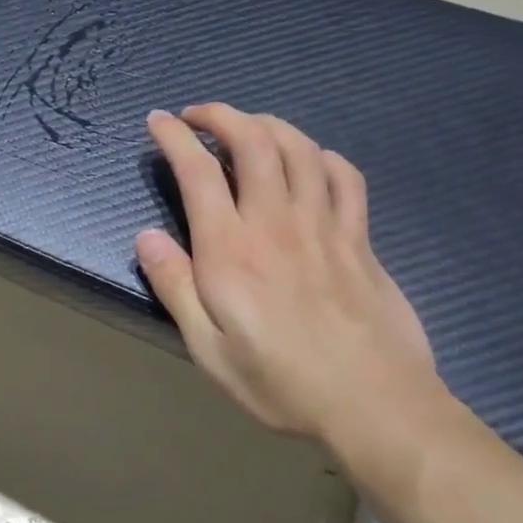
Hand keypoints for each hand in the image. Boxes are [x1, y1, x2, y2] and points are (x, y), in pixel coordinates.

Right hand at [135, 105, 442, 441]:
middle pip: (252, 141)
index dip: (175, 136)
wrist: (376, 407)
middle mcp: (276, 223)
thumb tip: (146, 237)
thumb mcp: (208, 349)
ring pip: (299, 148)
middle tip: (198, 115)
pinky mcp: (359, 239)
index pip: (198, 171)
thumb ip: (175, 287)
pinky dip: (321, 155)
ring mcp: (324, 226)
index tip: (158, 121)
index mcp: (231, 249)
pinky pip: (344, 177)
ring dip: (267, 124)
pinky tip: (308, 160)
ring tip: (246, 127)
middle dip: (221, 115)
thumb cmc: (281, 382)